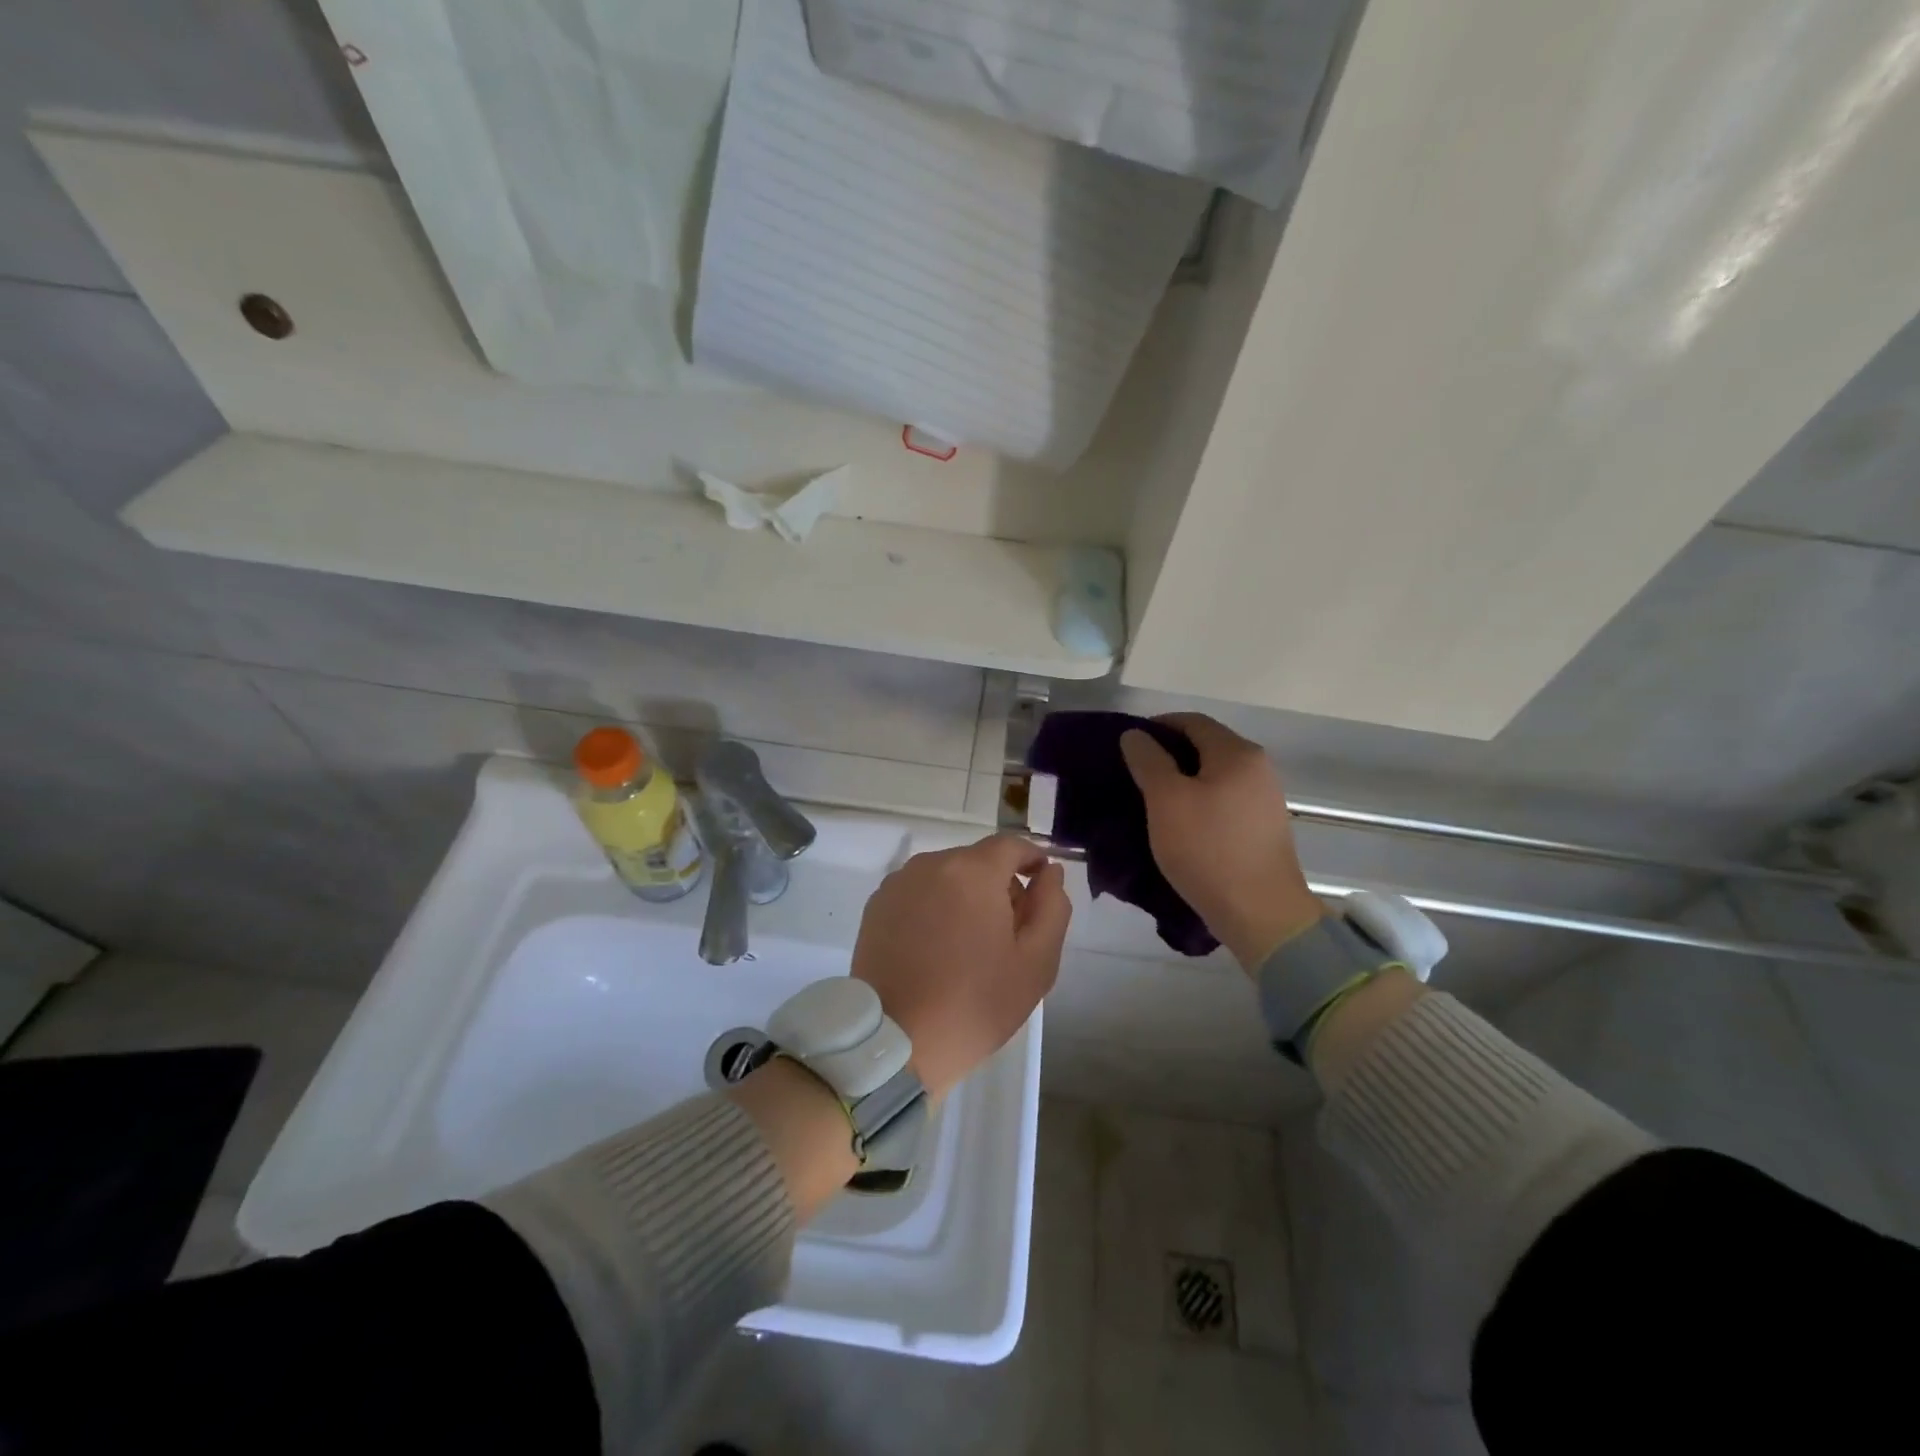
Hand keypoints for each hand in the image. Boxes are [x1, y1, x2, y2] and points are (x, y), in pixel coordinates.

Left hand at [851, 834, 1070, 1096]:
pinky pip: (919, 893)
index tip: (1042, 886)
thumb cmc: (974, 1003)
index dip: (1032, 859)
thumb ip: (1051, 906)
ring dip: (965, 897)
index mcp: (972, 871)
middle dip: (999, 885)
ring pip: (946, 877)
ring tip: (969, 945)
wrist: (896, 1041)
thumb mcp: (1036, 962)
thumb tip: (1050, 872)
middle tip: (1009, 932)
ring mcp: (898, 884)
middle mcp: (931, 864)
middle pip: (977, 861)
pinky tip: (936, 948)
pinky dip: (934, 908)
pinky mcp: (876, 906)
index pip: (1011, 845)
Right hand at [1120, 713, 1322, 970]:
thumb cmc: (1208, 849)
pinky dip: (1200, 800)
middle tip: (1135, 773)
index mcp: (1237, 753)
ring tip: (1152, 799)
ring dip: (1184, 779)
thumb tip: (1135, 735)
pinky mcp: (1264, 826)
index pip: (1192, 721)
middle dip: (1169, 753)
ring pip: (1215, 774)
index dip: (1157, 726)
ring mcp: (1266, 798)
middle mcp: (1259, 767)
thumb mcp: (1166, 801)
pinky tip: (1180, 822)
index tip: (1128, 744)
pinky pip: (1225, 798)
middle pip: (1207, 746)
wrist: (1260, 913)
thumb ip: (1148, 761)